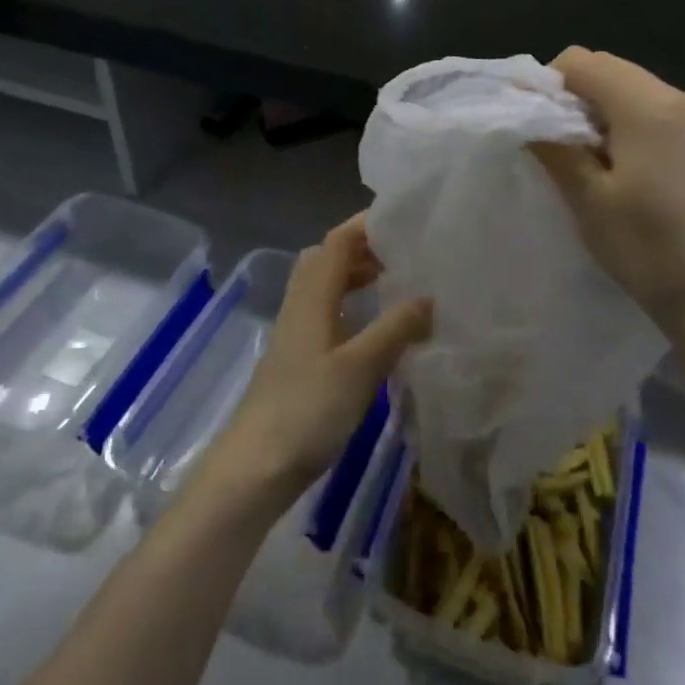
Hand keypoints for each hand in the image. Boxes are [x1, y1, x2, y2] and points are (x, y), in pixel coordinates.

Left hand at [204, 217, 431, 511]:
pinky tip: (374, 329)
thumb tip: (429, 296)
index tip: (404, 218)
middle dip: (364, 247)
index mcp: (313, 297)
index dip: (367, 224)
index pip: (338, 242)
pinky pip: (327, 313)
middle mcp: (301, 306)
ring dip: (357, 276)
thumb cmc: (308, 410)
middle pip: (328, 259)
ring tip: (395, 282)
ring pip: (326, 287)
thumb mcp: (361, 367)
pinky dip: (352, 306)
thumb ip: (396, 328)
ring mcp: (297, 333)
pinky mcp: (298, 359)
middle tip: (404, 251)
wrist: (256, 466)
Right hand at [532, 48, 684, 350]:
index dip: (546, 84)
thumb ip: (555, 147)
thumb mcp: (589, 198)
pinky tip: (616, 168)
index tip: (530, 124)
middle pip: (608, 69)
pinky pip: (651, 112)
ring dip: (597, 112)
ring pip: (629, 89)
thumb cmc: (649, 247)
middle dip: (571, 96)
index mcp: (647, 105)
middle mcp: (677, 98)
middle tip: (553, 145)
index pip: (581, 61)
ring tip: (582, 161)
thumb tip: (527, 116)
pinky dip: (623, 125)